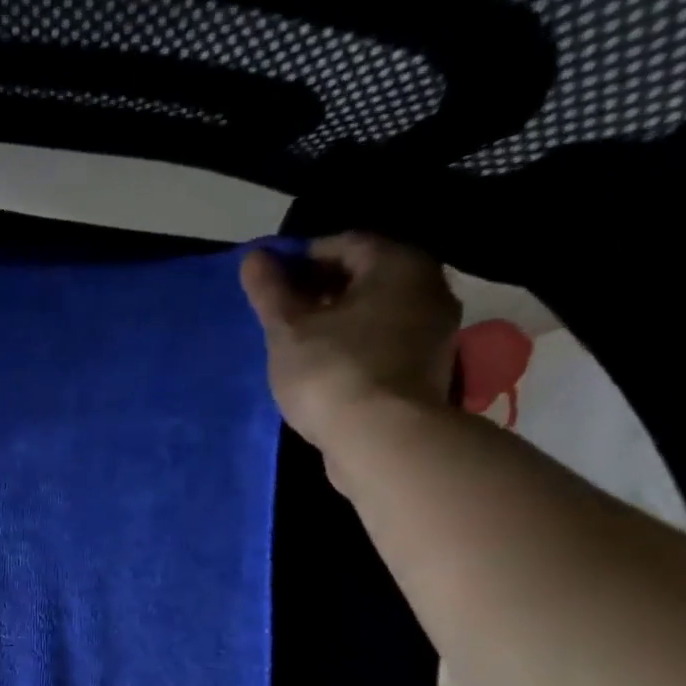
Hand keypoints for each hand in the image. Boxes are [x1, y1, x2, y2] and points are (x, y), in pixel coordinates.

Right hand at [239, 233, 460, 446]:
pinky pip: (383, 346)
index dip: (301, 259)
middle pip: (365, 277)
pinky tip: (325, 371)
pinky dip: (355, 349)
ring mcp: (432, 332)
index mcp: (398, 263)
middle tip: (281, 316)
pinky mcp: (426, 372)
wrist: (381, 441)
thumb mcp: (289, 330)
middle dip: (321, 291)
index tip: (269, 284)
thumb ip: (270, 292)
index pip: (343, 244)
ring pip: (376, 314)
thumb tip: (253, 257)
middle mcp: (427, 286)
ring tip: (299, 346)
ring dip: (338, 323)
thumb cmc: (332, 373)